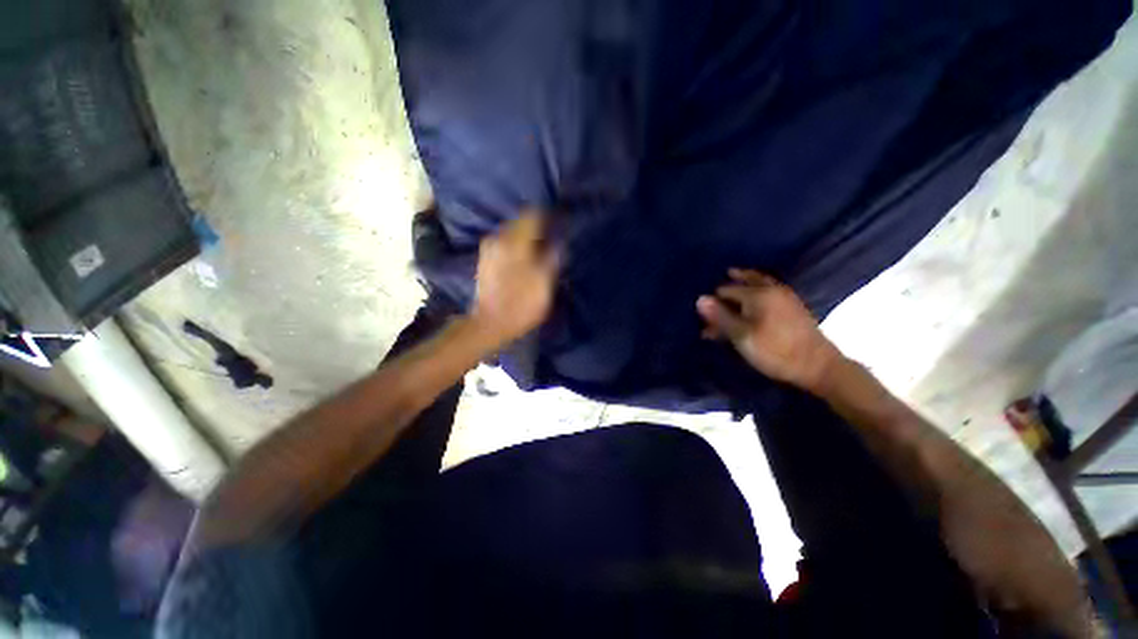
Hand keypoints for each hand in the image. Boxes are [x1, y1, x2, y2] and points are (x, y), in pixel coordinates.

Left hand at [471, 211, 559, 345]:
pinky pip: (504, 242)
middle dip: (537, 226)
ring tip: (538, 249)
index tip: (559, 224)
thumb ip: (552, 258)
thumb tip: (559, 241)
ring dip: (526, 236)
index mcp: (516, 243)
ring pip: (512, 232)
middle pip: (520, 221)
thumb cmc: (521, 304)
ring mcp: (489, 248)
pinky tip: (522, 259)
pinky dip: (516, 245)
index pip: (533, 215)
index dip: (548, 217)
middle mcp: (500, 239)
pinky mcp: (485, 259)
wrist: (490, 323)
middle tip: (551, 239)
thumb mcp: (544, 283)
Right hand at [697, 269, 841, 391]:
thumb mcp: (741, 336)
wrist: (818, 366)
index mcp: (757, 294)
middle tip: (716, 294)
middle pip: (744, 280)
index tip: (705, 317)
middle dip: (728, 287)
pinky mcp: (794, 307)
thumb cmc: (774, 351)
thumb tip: (699, 298)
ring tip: (733, 285)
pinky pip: (769, 291)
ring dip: (743, 285)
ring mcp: (786, 296)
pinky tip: (753, 301)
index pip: (725, 290)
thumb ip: (719, 316)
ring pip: (759, 284)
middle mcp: (772, 289)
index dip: (712, 302)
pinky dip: (756, 292)